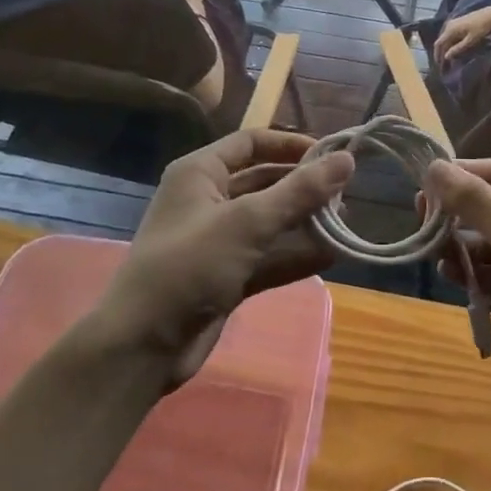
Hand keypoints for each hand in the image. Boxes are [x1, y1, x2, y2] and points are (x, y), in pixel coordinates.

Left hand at [103, 130, 353, 385]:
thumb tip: (347, 159)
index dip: (291, 146)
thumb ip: (300, 191)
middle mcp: (208, 199)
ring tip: (345, 225)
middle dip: (304, 188)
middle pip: (265, 182)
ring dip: (305, 223)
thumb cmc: (190, 266)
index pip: (252, 143)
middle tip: (346, 195)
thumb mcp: (248, 222)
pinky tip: (332, 255)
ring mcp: (218, 241)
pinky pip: (268, 256)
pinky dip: (296, 255)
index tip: (332, 156)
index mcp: (201, 173)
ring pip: (270, 222)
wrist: (142, 347)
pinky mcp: (227, 276)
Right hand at [434, 6, 490, 65]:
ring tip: (449, 59)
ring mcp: (453, 22)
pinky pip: (451, 35)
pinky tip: (455, 49)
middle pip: (441, 41)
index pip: (439, 44)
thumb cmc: (482, 29)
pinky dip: (451, 43)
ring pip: (446, 38)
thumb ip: (458, 48)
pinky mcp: (459, 22)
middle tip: (444, 65)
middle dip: (442, 53)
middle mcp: (449, 25)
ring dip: (446, 48)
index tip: (439, 65)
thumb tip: (446, 57)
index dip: (437, 55)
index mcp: (450, 30)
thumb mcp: (471, 40)